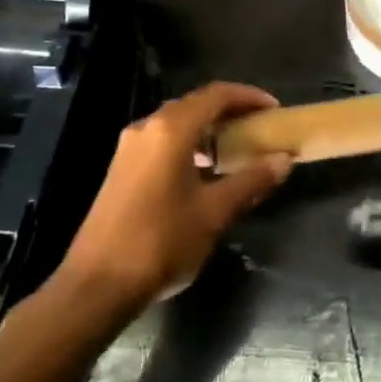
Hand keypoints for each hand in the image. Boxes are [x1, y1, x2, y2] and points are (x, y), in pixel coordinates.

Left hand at [49, 83, 292, 318]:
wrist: (96, 286)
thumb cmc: (160, 243)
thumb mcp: (214, 213)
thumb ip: (251, 181)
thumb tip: (284, 160)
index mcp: (171, 130)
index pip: (217, 95)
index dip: (249, 96)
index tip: (274, 109)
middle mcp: (148, 128)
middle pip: (195, 104)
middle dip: (229, 111)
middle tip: (258, 127)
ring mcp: (129, 148)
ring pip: (177, 123)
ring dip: (208, 129)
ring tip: (236, 148)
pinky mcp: (121, 169)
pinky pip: (162, 141)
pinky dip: (188, 144)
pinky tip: (203, 172)